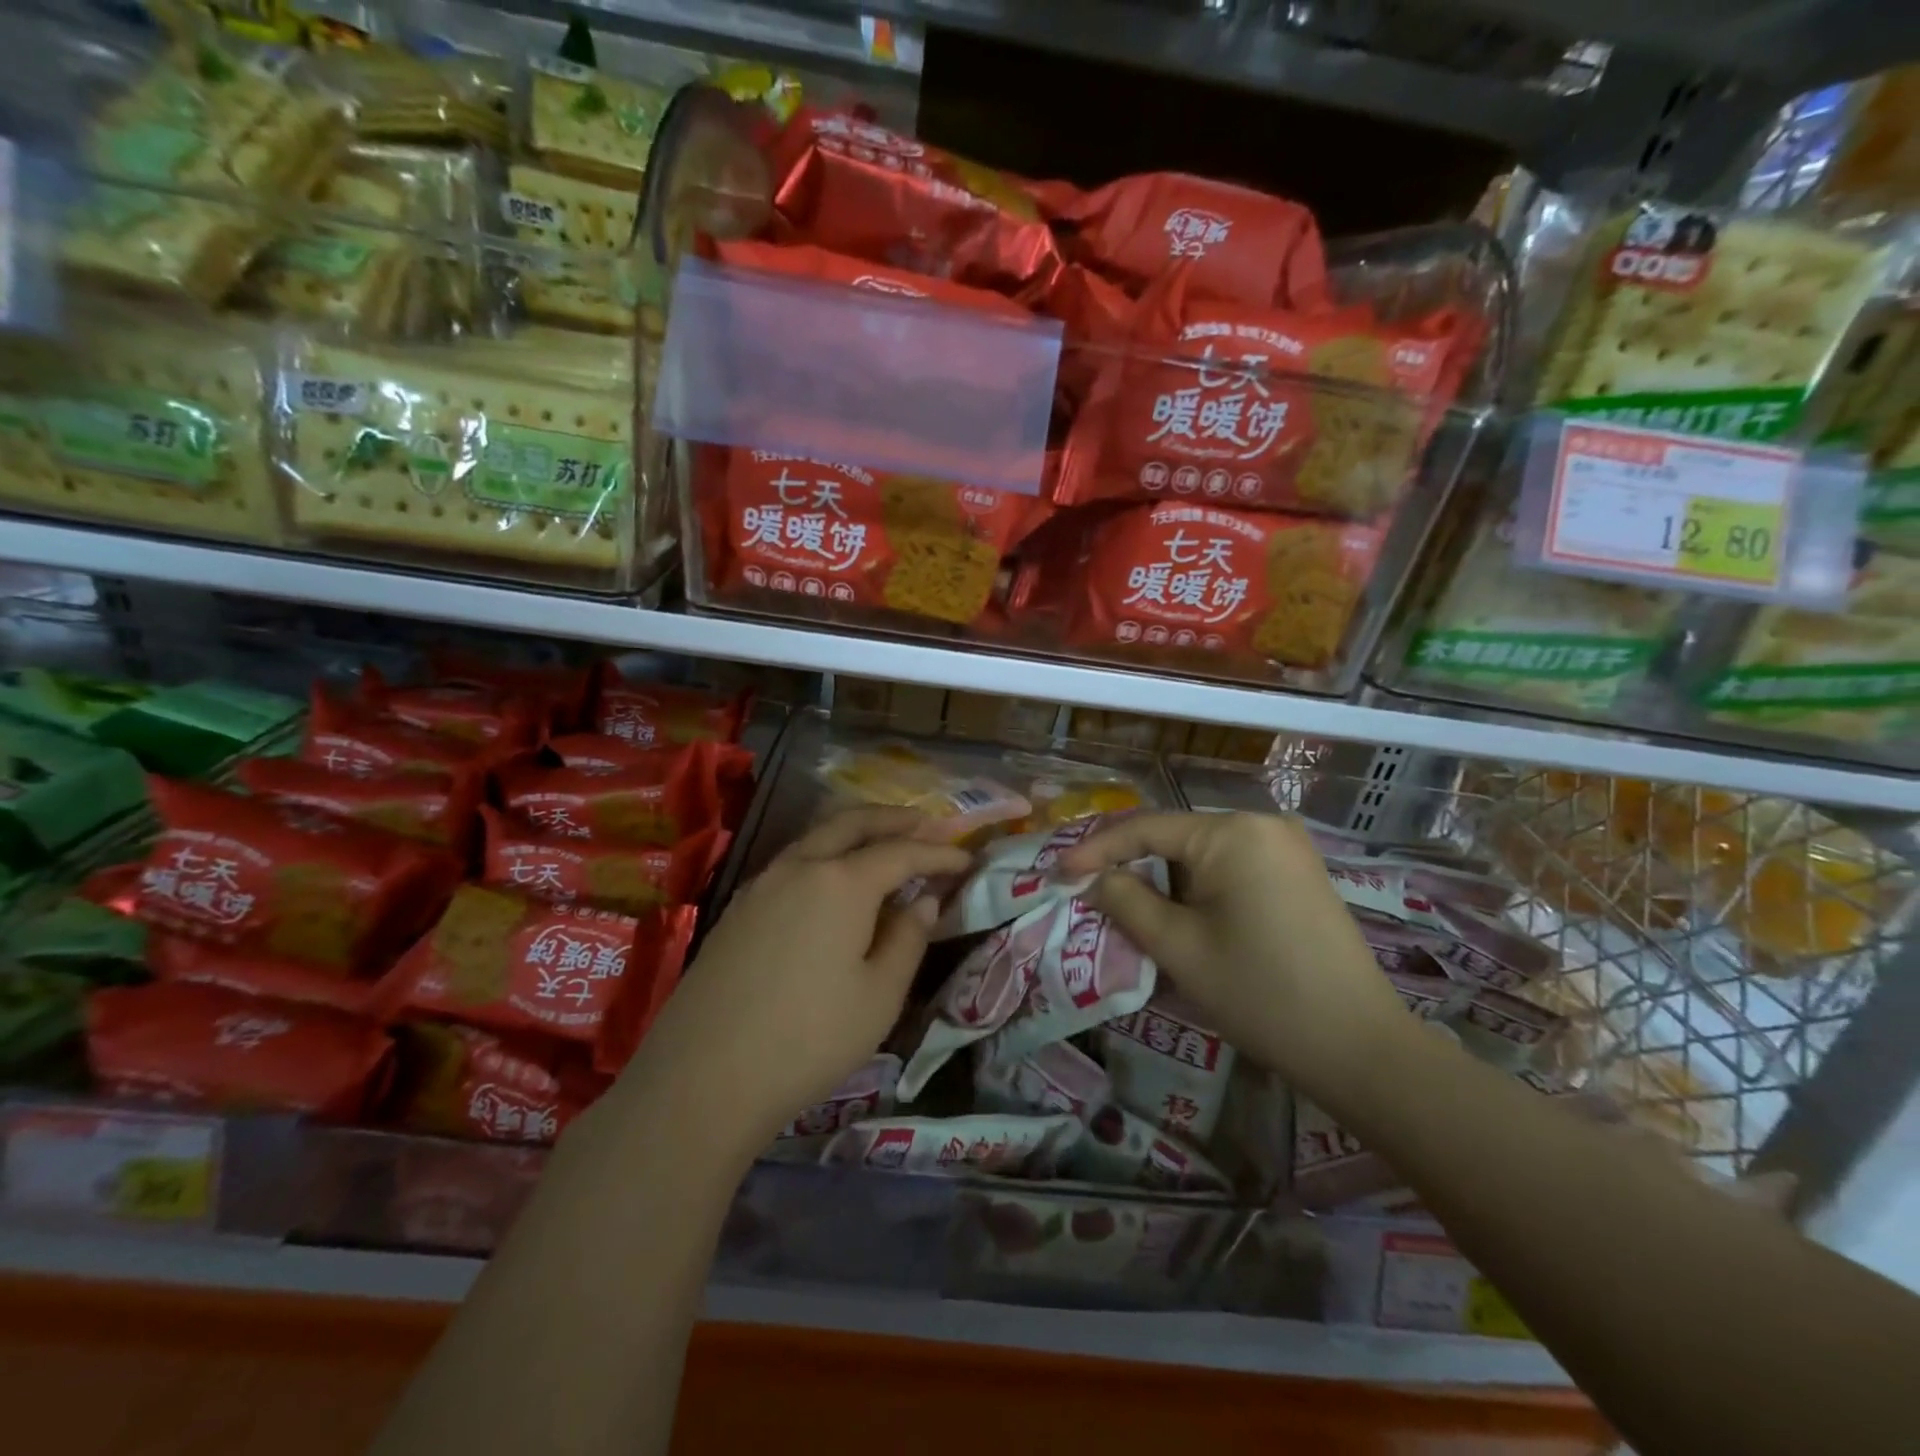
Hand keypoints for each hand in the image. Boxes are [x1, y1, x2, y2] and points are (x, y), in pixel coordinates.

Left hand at [623, 806, 970, 1158]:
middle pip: (853, 822)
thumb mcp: (879, 996)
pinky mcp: (739, 907)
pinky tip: (834, 878)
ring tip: (884, 841)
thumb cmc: (809, 1038)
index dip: (938, 852)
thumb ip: (908, 939)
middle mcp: (800, 866)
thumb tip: (923, 900)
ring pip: (817, 836)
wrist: (704, 1076)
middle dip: (895, 819)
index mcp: (842, 882)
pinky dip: (826, 853)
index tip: (967, 858)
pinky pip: (793, 860)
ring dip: (856, 830)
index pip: (902, 852)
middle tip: (928, 822)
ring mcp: (762, 883)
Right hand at [1058, 811, 1413, 1101]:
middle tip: (1088, 890)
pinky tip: (1178, 916)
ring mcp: (1286, 847)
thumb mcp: (1178, 948)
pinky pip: (1230, 867)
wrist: (1359, 1046)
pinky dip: (1197, 888)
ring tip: (1126, 908)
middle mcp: (1261, 824)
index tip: (1058, 872)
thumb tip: (1093, 878)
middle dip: (1130, 864)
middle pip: (1175, 837)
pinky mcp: (1298, 873)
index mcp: (1232, 832)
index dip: (1096, 849)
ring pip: (1201, 854)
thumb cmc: (1260, 993)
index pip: (1145, 827)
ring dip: (1163, 880)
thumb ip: (1126, 901)